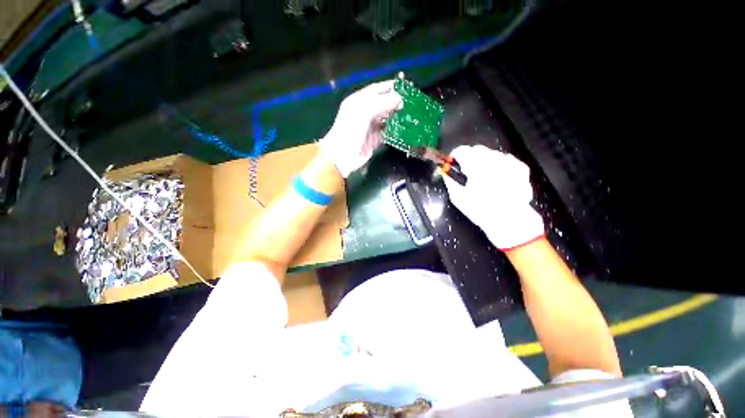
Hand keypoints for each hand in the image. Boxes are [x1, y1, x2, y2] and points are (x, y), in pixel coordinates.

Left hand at [318, 80, 402, 177]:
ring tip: (410, 114)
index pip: (376, 90)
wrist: (343, 156)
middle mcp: (364, 112)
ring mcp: (369, 127)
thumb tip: (399, 99)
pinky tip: (403, 128)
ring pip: (385, 118)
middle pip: (382, 104)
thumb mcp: (364, 112)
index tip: (404, 86)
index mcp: (358, 102)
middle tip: (410, 102)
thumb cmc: (350, 130)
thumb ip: (382, 103)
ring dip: (396, 116)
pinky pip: (386, 132)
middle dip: (395, 102)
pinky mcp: (374, 140)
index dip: (389, 87)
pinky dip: (394, 130)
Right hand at [443, 145, 544, 249]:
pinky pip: (505, 160)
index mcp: (475, 164)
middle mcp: (492, 158)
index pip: (460, 151)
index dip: (454, 158)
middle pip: (476, 150)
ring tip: (484, 179)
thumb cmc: (480, 209)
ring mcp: (509, 162)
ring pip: (490, 154)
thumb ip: (449, 180)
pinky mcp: (520, 167)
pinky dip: (499, 166)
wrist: (510, 220)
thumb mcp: (457, 197)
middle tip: (468, 174)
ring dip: (484, 162)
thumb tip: (444, 171)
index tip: (453, 166)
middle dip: (470, 159)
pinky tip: (498, 180)